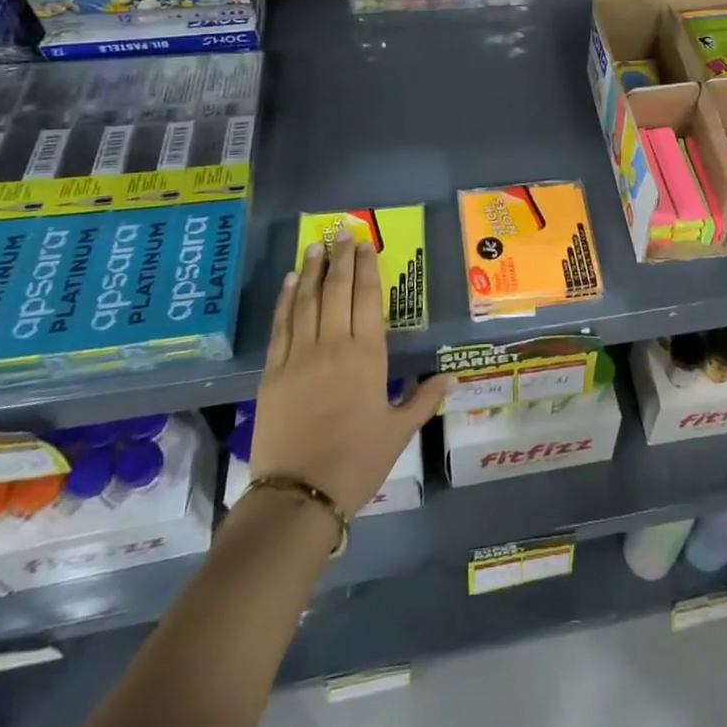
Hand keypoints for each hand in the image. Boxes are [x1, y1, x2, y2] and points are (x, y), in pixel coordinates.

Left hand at [251, 230, 450, 515]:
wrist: (298, 495)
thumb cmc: (356, 462)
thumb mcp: (398, 432)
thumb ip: (424, 400)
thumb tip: (453, 378)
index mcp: (367, 355)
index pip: (367, 298)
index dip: (367, 268)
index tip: (365, 244)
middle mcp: (334, 344)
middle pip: (337, 290)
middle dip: (340, 258)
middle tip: (340, 231)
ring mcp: (299, 355)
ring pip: (306, 300)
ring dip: (311, 270)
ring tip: (315, 246)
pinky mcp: (273, 371)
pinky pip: (281, 325)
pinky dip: (285, 300)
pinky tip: (288, 282)